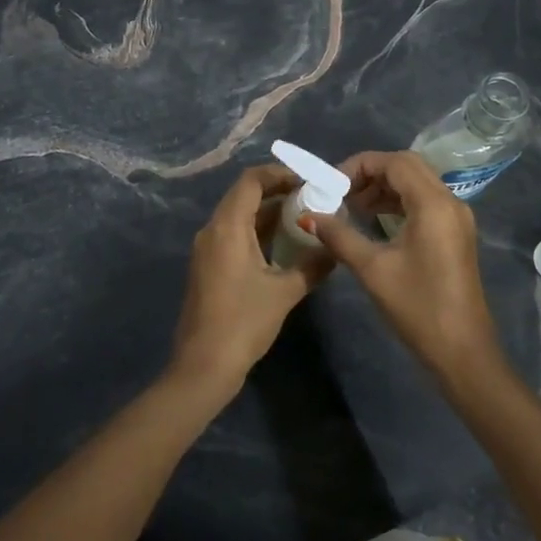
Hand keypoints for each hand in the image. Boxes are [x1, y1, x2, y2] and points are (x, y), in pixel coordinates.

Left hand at [170, 164, 330, 398]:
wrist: (204, 366)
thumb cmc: (243, 322)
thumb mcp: (284, 292)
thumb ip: (312, 265)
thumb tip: (335, 248)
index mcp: (227, 227)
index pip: (251, 181)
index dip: (279, 174)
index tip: (308, 181)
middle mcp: (213, 230)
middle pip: (244, 195)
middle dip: (278, 192)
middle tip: (312, 197)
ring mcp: (207, 249)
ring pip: (239, 216)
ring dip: (269, 213)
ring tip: (304, 217)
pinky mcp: (209, 266)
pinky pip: (234, 235)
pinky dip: (258, 231)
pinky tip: (284, 245)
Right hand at [308, 150, 502, 384]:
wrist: (462, 351)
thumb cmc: (417, 307)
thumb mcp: (372, 269)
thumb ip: (339, 236)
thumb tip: (308, 216)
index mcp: (433, 204)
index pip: (394, 162)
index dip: (360, 165)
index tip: (332, 184)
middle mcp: (450, 201)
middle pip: (408, 166)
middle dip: (372, 172)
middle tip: (342, 192)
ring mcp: (457, 217)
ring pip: (417, 182)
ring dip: (385, 186)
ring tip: (353, 206)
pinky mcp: (456, 233)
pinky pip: (425, 200)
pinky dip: (399, 201)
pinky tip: (376, 220)